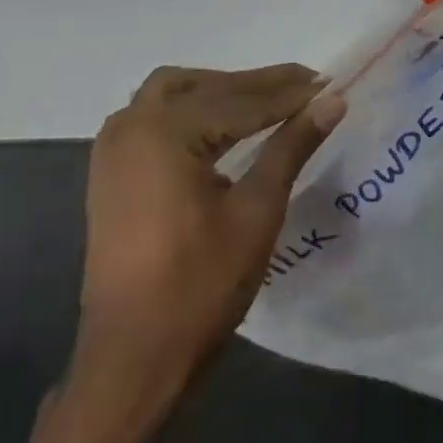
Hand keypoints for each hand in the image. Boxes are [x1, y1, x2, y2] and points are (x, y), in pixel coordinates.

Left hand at [76, 64, 345, 395]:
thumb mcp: (257, 210)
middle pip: (204, 87)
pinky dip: (192, 111)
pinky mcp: (110, 174)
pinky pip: (154, 119)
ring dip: (220, 91)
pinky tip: (221, 127)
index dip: (290, 94)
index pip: (240, 101)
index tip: (330, 84)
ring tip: (268, 101)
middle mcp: (130, 128)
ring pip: (173, 95)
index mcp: (164, 134)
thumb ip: (292, 147)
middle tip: (306, 87)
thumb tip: (333, 101)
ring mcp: (113, 151)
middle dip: (257, 85)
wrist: (133, 359)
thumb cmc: (200, 284)